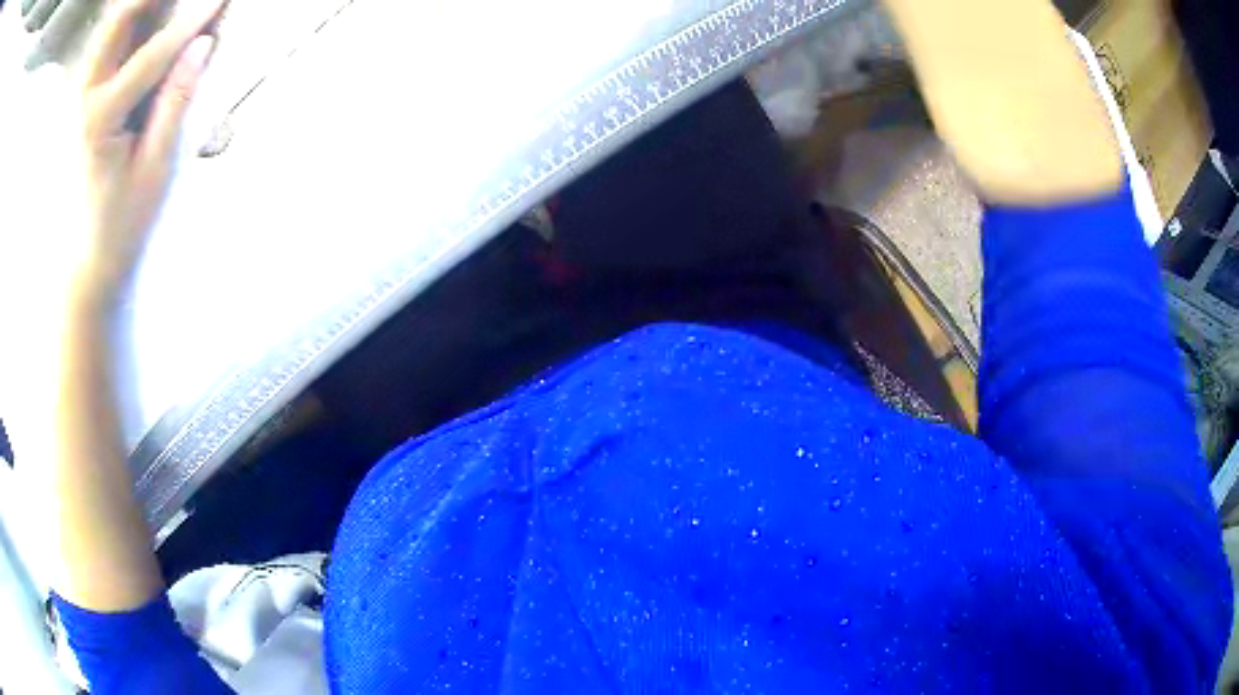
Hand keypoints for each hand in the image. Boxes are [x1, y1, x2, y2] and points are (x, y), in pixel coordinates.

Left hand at [74, 0, 223, 296]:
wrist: (85, 266)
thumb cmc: (121, 228)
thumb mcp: (155, 169)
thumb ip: (176, 100)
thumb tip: (203, 44)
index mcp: (98, 119)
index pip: (153, 53)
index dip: (194, 20)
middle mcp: (83, 100)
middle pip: (119, 22)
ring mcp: (79, 101)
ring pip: (112, 30)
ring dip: (143, 9)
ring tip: (172, 6)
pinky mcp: (81, 104)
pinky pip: (108, 49)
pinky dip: (132, 28)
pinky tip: (152, 27)